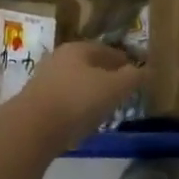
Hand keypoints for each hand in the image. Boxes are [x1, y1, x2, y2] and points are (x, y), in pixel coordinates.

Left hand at [9, 41, 144, 153]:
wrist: (31, 129)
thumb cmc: (78, 100)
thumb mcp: (114, 88)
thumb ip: (133, 77)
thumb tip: (147, 70)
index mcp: (78, 49)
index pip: (107, 50)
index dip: (124, 61)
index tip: (136, 73)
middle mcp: (58, 59)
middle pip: (89, 65)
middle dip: (106, 76)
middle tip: (122, 90)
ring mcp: (43, 81)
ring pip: (75, 83)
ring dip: (90, 92)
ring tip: (104, 107)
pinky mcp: (35, 103)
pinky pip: (63, 101)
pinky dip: (76, 107)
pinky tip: (83, 120)